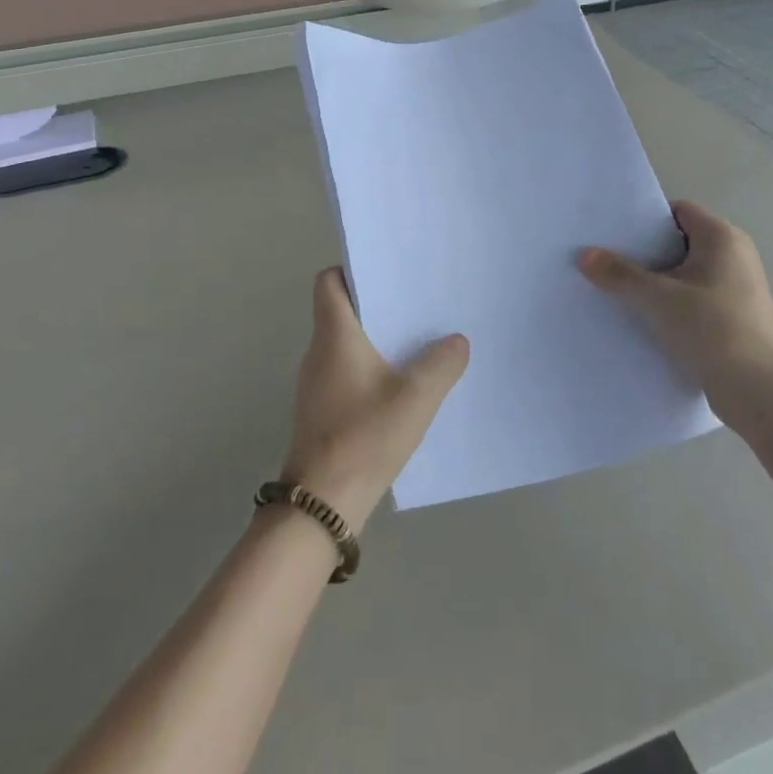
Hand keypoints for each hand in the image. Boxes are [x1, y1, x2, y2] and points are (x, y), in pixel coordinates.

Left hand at [278, 268, 469, 531]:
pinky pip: (348, 372)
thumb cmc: (364, 437)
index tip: (387, 273)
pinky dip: (371, 368)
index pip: (328, 282)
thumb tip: (456, 341)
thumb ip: (441, 364)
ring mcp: (316, 383)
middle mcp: (319, 352)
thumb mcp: (416, 398)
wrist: (321, 503)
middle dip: (378, 304)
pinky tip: (402, 386)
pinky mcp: (322, 409)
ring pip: (347, 344)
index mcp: (334, 335)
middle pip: (342, 310)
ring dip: (377, 339)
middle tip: (418, 303)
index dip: (352, 270)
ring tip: (418, 341)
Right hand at [580, 200, 772, 432]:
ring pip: (683, 274)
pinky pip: (691, 299)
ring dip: (653, 282)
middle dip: (643, 252)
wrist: (762, 392)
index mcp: (722, 238)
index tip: (612, 232)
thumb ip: (619, 274)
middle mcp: (733, 256)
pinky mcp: (732, 318)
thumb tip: (584, 254)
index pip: (677, 211)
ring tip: (614, 289)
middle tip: (604, 259)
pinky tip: (640, 318)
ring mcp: (735, 289)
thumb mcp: (658, 298)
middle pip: (678, 242)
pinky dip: (668, 304)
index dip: (645, 219)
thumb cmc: (713, 329)